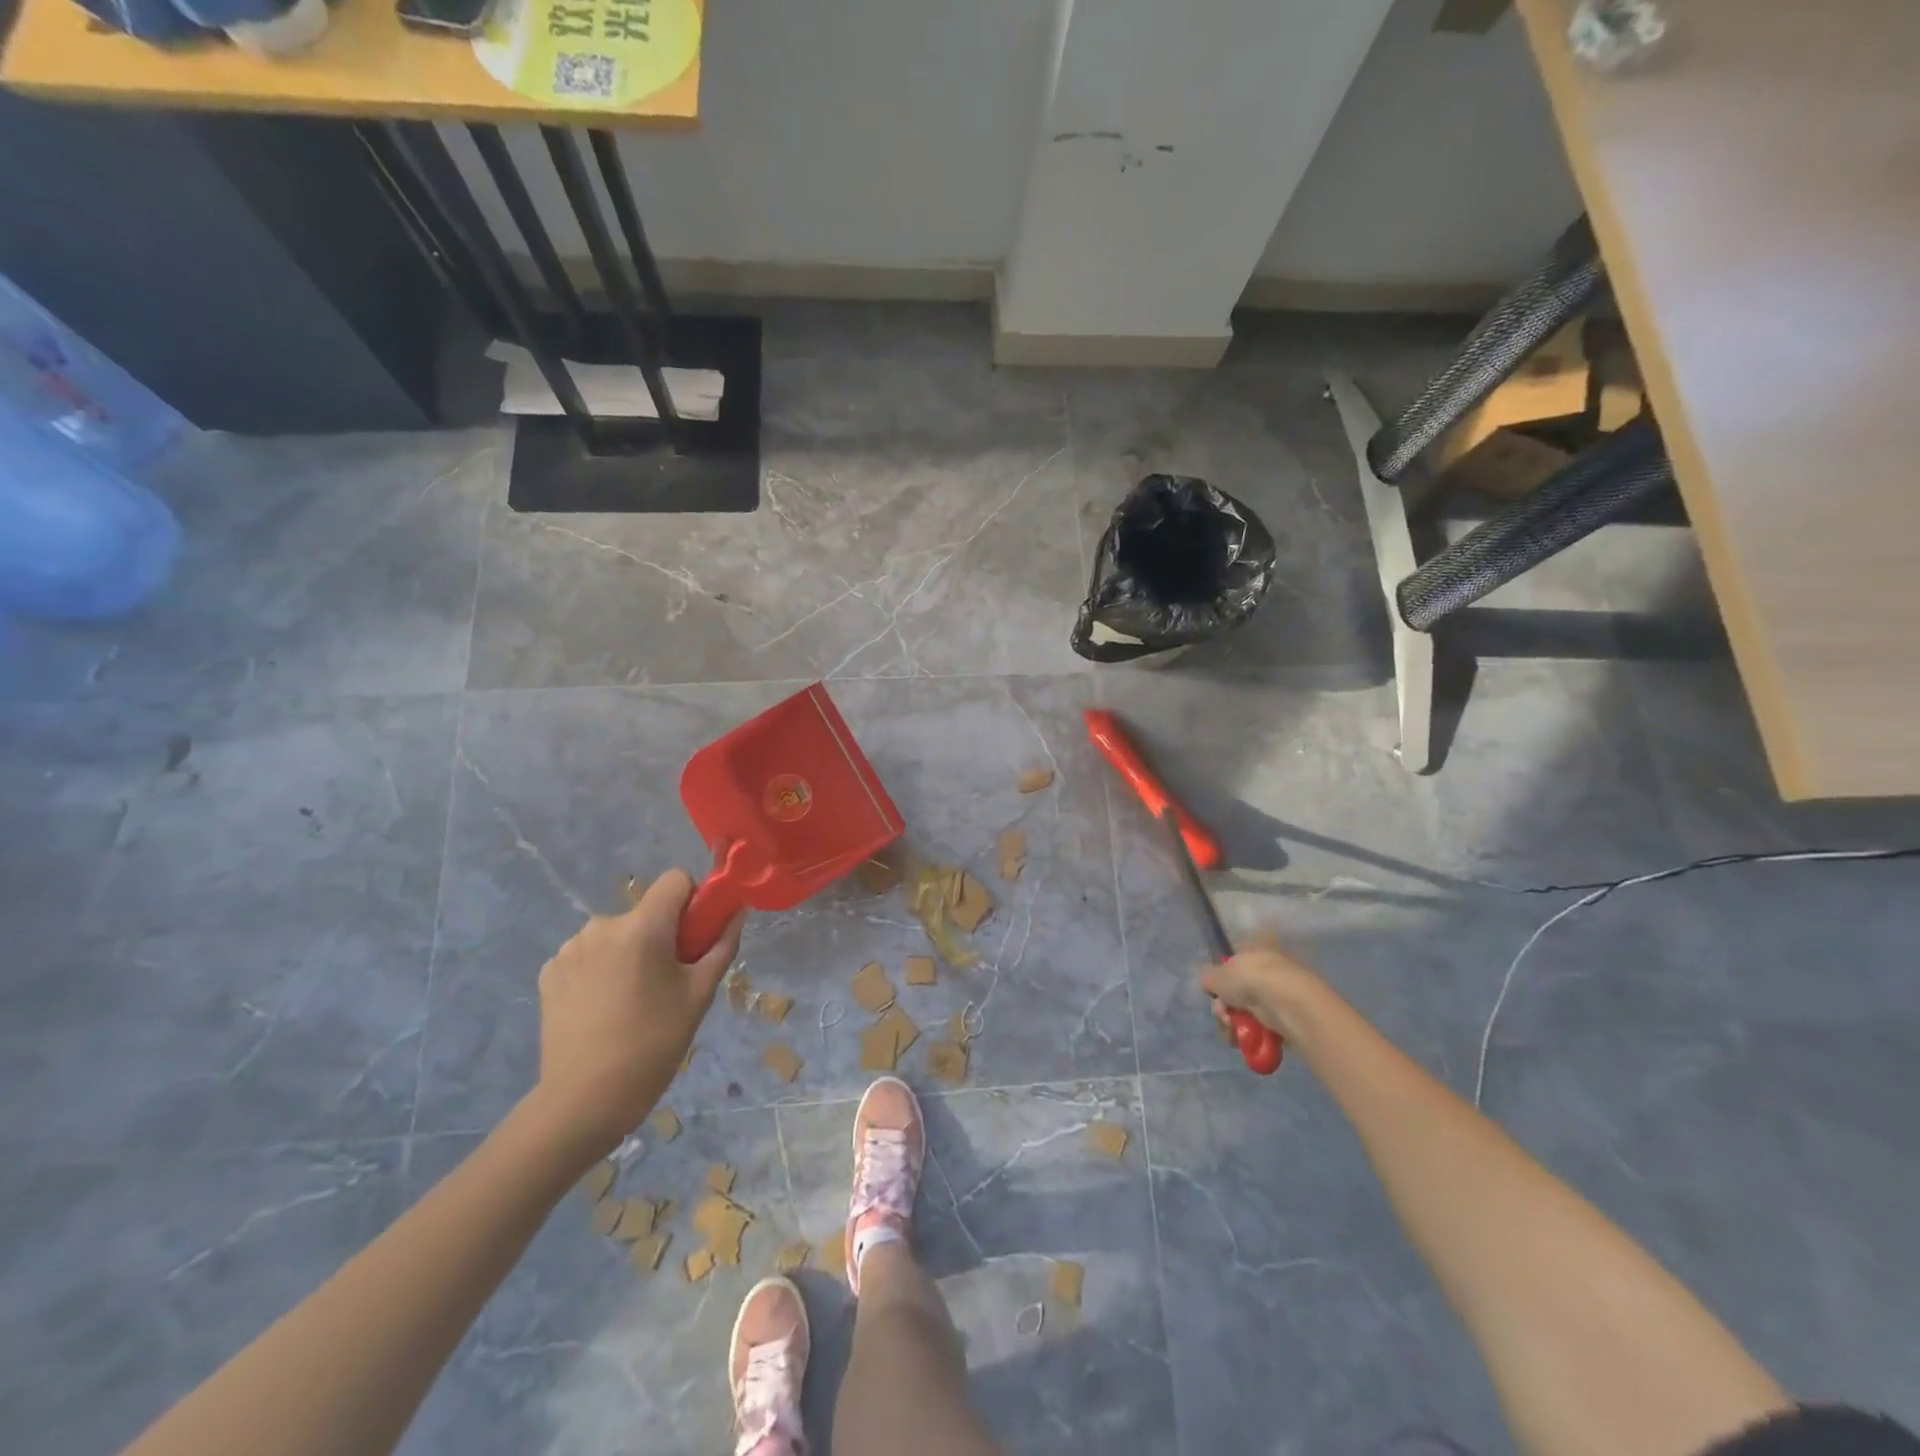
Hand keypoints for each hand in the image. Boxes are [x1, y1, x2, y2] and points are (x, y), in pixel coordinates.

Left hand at [529, 869, 742, 1157]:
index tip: (694, 937)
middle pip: (646, 912)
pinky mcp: (549, 972)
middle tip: (667, 982)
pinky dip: (600, 969)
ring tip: (631, 999)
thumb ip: (721, 945)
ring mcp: (570, 949)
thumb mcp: (699, 995)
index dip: (693, 900)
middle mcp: (602, 926)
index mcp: (642, 927)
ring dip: (629, 951)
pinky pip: (588, 953)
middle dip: (661, 935)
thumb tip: (737, 912)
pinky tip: (602, 1007)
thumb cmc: (653, 1045)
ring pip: (616, 933)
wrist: (582, 1101)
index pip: (675, 879)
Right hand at [1199, 934, 1323, 1043]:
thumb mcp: (1216, 975)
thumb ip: (1208, 977)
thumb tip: (1209, 982)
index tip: (1215, 995)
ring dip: (1236, 1024)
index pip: (1234, 963)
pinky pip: (1266, 1026)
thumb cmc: (1250, 979)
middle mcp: (1270, 966)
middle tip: (1223, 1016)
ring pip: (1251, 1011)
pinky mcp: (1292, 1016)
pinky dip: (1255, 1035)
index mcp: (1256, 948)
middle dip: (1226, 1008)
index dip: (1221, 982)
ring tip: (1233, 1032)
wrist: (1288, 1003)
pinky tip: (1247, 1040)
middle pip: (1240, 991)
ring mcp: (1282, 992)